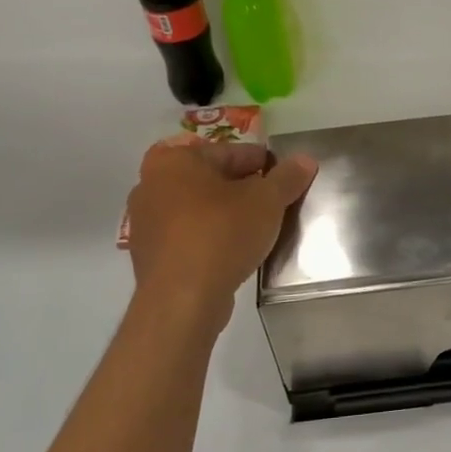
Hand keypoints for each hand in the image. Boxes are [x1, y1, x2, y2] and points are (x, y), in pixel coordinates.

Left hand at [127, 142, 316, 311]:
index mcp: (174, 160)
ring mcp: (145, 223)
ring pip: (197, 209)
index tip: (283, 175)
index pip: (228, 152)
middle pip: (209, 179)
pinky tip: (234, 250)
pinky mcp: (148, 256)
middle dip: (241, 187)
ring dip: (225, 213)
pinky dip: (209, 237)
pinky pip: (187, 236)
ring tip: (258, 226)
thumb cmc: (221, 234)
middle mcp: (150, 184)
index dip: (261, 162)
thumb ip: (286, 177)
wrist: (182, 300)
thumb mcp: (266, 201)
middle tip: (273, 201)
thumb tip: (305, 160)